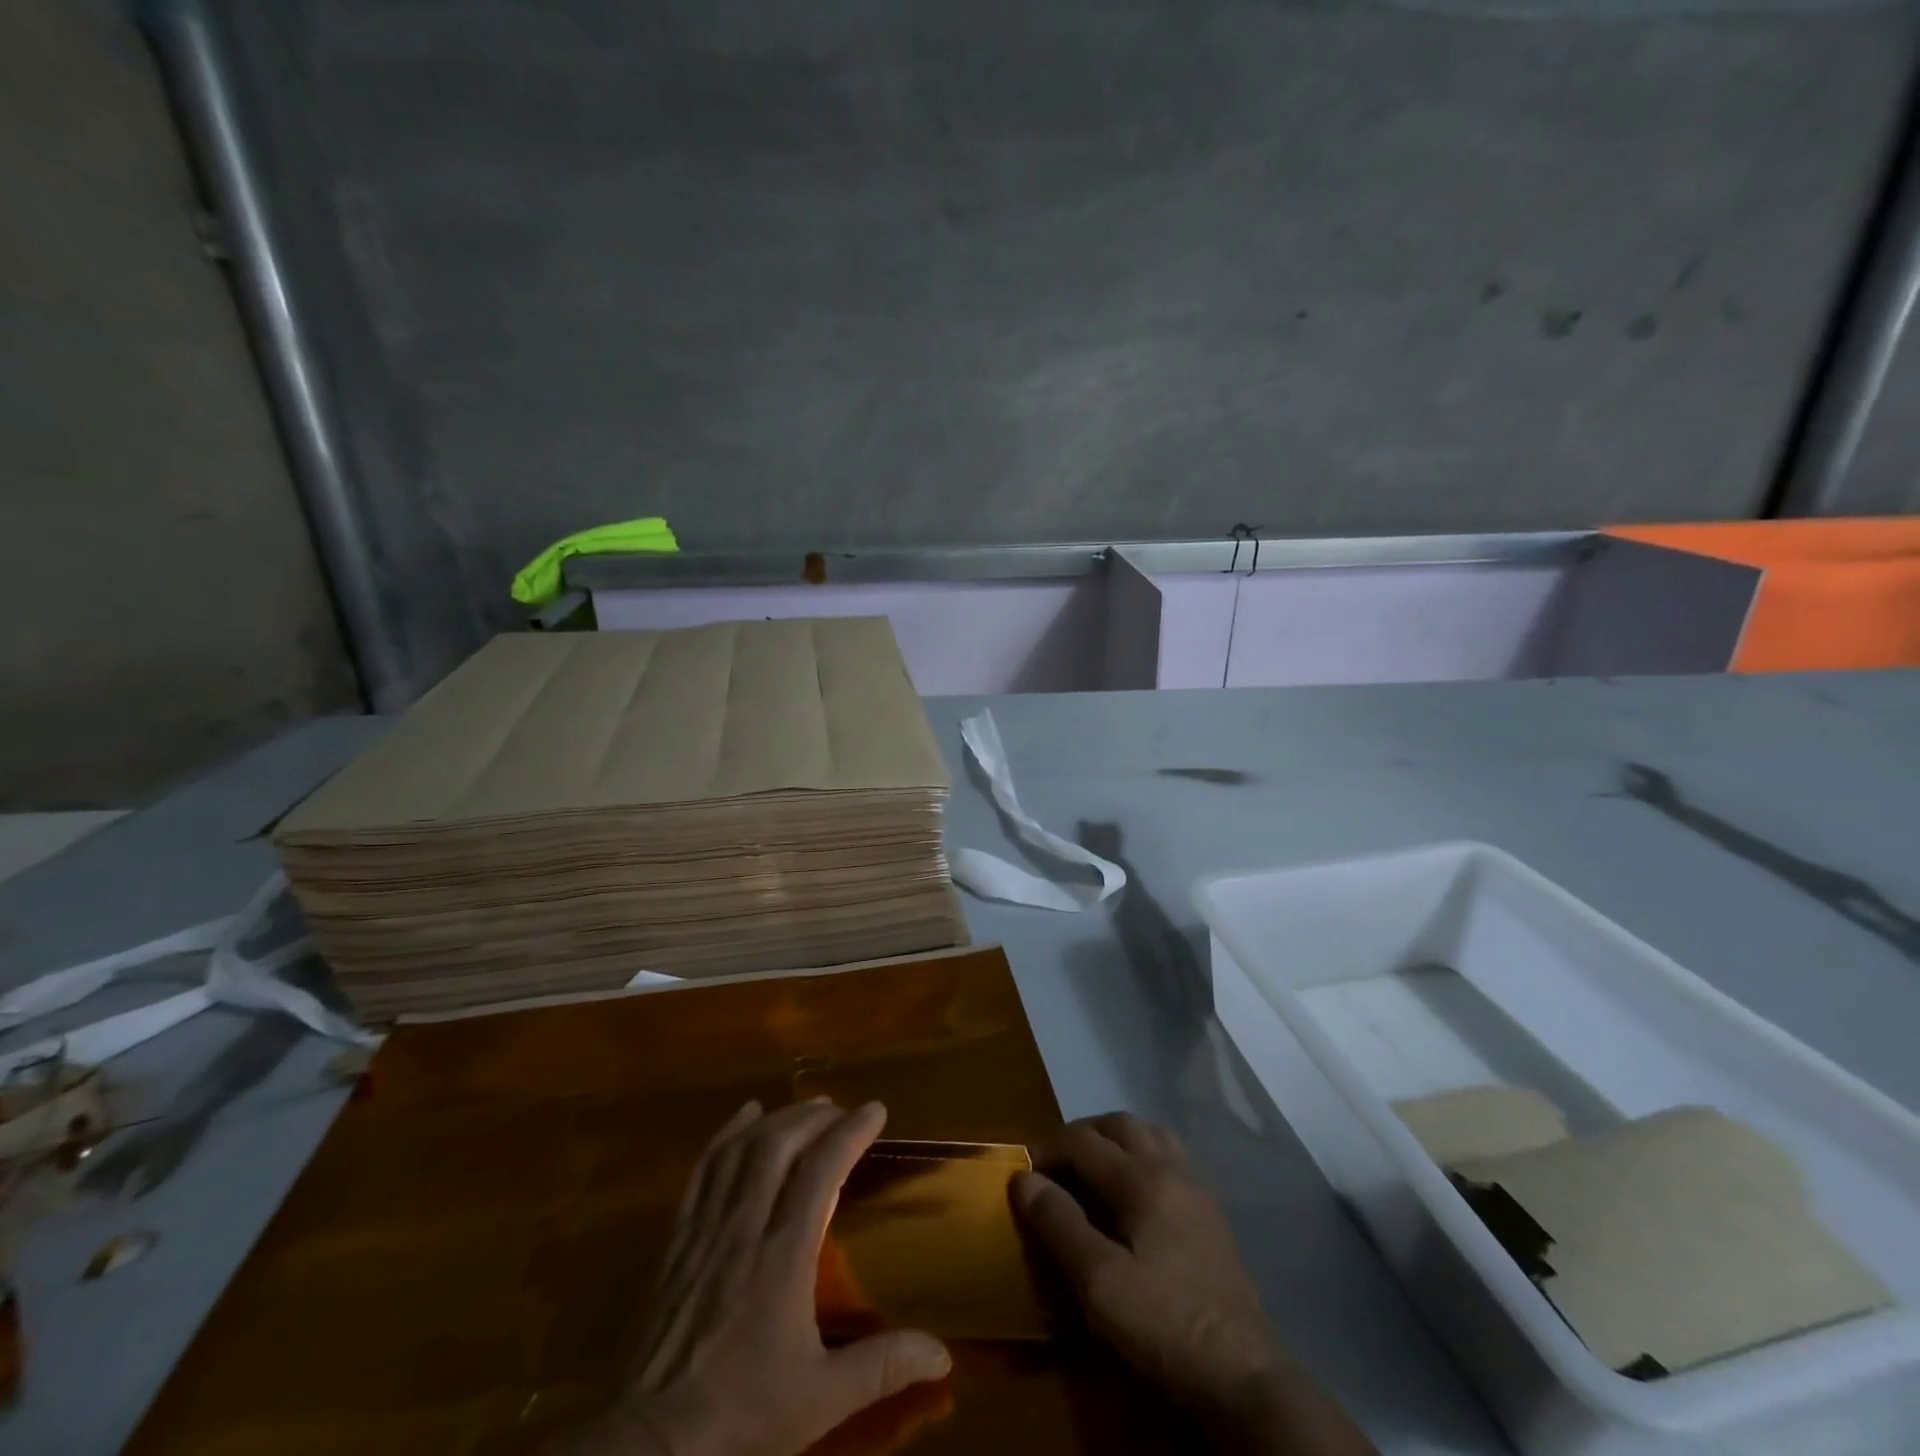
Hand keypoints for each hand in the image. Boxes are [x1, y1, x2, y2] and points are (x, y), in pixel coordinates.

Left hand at [555, 1100, 950, 1455]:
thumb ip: (882, 1367)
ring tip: (805, 1109)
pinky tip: (745, 1116)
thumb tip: (943, 1353)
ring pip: (742, 1149)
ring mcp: (706, 1229)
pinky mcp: (678, 1238)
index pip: (821, 1171)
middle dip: (815, 1117)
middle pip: (780, 1145)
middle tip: (842, 1111)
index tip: (875, 1110)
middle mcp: (745, 1227)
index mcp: (783, 1258)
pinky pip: (704, 1169)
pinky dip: (727, 1134)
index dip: (850, 1132)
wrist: (650, 1447)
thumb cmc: (741, 1417)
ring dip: (777, 1119)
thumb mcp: (819, 1401)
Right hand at [1012, 1114, 1373, 1455]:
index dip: (1048, 1149)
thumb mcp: (1099, 1282)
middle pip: (1119, 1124)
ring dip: (1115, 1141)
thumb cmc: (1163, 1323)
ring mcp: (1196, 1188)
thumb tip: (1024, 1179)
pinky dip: (1141, 1158)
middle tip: (1056, 1166)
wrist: (1243, 1375)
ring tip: (1092, 1172)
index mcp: (1142, 1177)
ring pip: (1150, 1135)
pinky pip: (1169, 1159)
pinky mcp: (1210, 1214)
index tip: (1025, 1174)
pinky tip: (1133, 1197)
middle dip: (1081, 1135)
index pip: (1083, 1140)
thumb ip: (1060, 1224)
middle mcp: (1170, 1168)